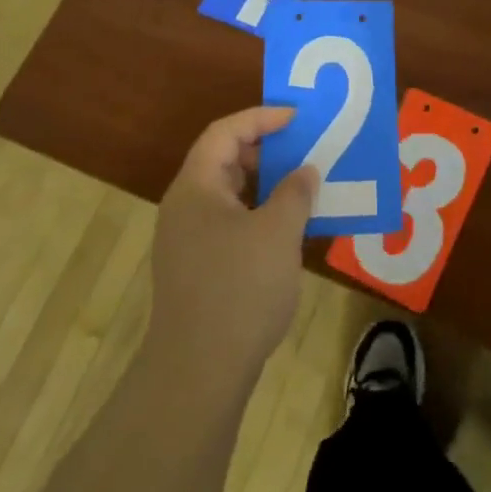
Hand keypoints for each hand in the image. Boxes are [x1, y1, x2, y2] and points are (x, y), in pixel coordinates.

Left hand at [148, 106, 315, 383]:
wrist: (199, 373)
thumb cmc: (239, 289)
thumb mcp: (278, 232)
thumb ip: (294, 193)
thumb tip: (304, 171)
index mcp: (196, 188)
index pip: (224, 132)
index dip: (260, 118)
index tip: (297, 118)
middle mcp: (185, 207)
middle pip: (222, 160)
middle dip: (263, 148)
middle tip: (301, 146)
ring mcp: (187, 241)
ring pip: (228, 194)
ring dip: (263, 183)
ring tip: (301, 183)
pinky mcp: (196, 269)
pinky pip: (229, 223)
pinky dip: (257, 213)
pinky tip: (286, 228)